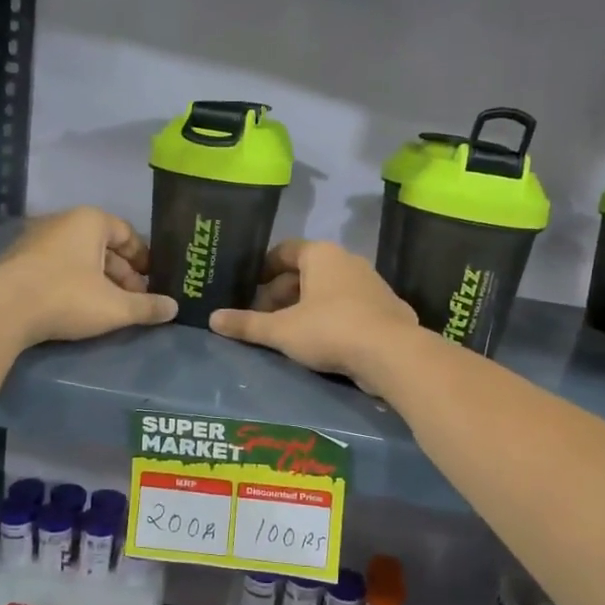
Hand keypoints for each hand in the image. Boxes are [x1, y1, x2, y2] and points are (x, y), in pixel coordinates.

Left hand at [0, 207, 177, 347]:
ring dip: (98, 278)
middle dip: (122, 272)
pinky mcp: (17, 260)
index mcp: (89, 221)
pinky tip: (76, 305)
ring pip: (79, 256)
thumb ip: (147, 306)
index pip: (127, 232)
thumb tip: (174, 308)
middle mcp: (62, 221)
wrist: (4, 312)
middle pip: (102, 245)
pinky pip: (56, 265)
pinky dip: (72, 280)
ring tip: (108, 305)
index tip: (152, 280)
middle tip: (134, 298)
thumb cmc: (67, 298)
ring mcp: (36, 238)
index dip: (143, 258)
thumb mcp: (116, 307)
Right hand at [209, 240, 419, 389]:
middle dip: (282, 292)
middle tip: (264, 316)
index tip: (249, 287)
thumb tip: (212, 319)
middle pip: (307, 271)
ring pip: (330, 289)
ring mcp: (372, 284)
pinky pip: (350, 307)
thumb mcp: (281, 330)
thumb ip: (247, 324)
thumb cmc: (330, 330)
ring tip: (290, 332)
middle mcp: (348, 261)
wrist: (392, 354)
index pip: (285, 250)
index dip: (264, 267)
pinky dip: (332, 318)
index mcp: (321, 255)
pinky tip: (324, 343)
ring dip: (307, 306)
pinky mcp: (387, 309)